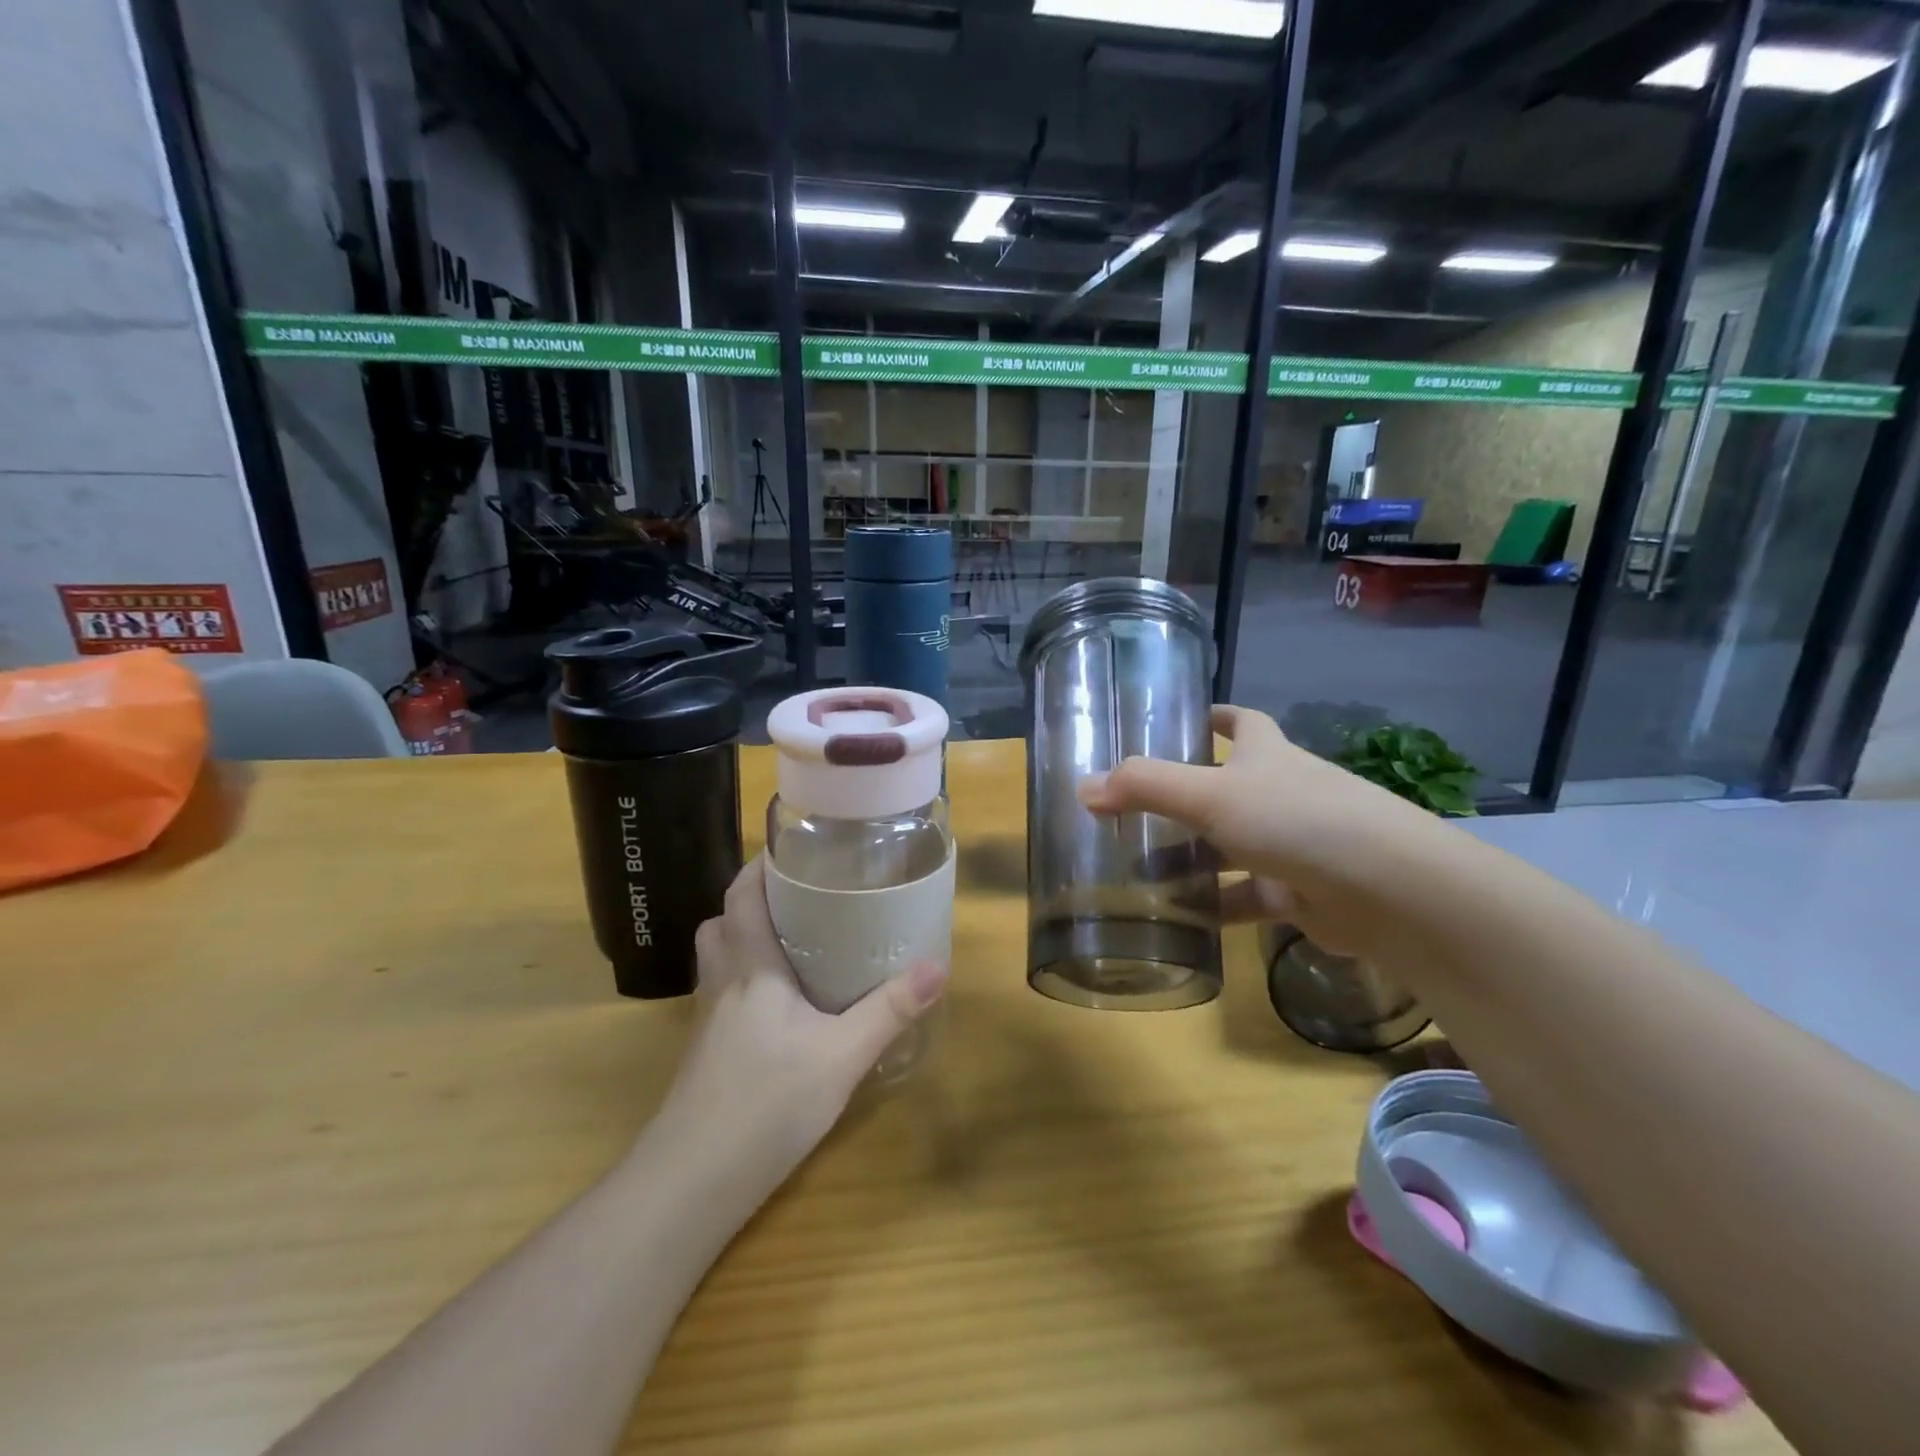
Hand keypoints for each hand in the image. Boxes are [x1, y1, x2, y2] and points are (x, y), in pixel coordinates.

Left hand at [657, 857, 946, 1188]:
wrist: (691, 1184)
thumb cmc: (766, 1104)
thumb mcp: (841, 1056)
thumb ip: (889, 1011)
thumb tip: (937, 967)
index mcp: (751, 969)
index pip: (741, 897)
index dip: (759, 866)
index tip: (792, 850)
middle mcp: (723, 985)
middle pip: (720, 924)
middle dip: (751, 902)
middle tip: (797, 898)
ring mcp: (708, 1023)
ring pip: (717, 960)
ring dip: (743, 940)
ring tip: (791, 944)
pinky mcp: (707, 1055)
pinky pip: (722, 995)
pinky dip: (745, 982)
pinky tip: (780, 1009)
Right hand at [1078, 705, 1444, 958]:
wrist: (1390, 892)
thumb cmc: (1298, 821)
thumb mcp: (1211, 795)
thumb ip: (1145, 787)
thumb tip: (1083, 788)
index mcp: (1268, 757)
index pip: (1244, 724)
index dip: (1216, 719)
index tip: (1183, 721)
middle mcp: (1283, 794)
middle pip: (1227, 788)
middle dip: (1184, 798)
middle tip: (1133, 808)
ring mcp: (1294, 845)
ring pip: (1230, 847)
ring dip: (1191, 857)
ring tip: (1137, 869)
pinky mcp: (1299, 893)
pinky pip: (1244, 895)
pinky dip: (1214, 904)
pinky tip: (1179, 916)